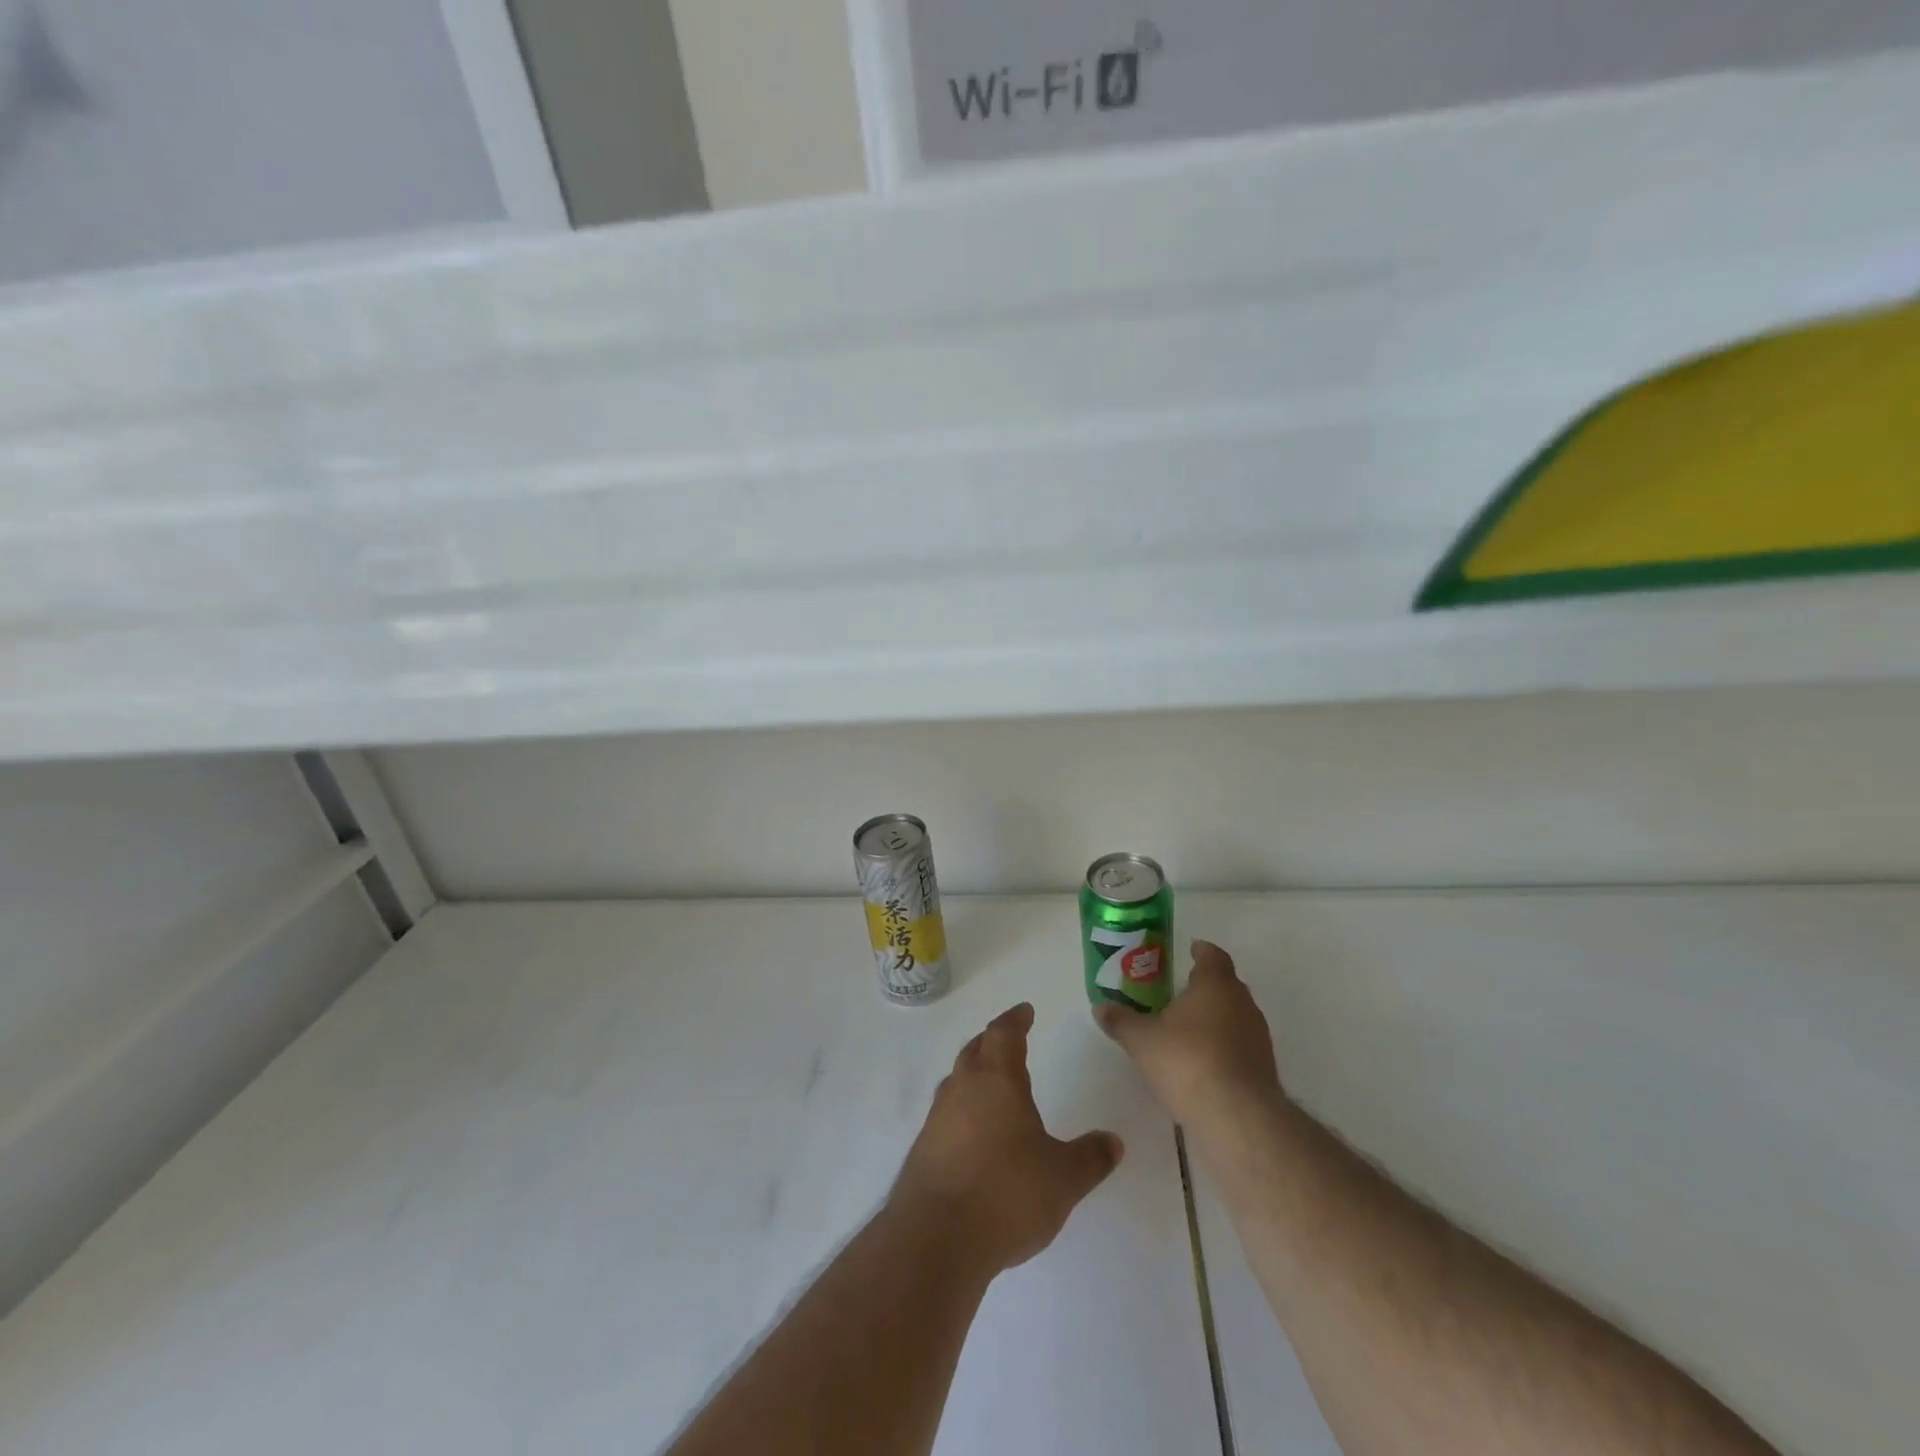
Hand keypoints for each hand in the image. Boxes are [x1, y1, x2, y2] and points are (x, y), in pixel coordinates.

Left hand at [890, 1003, 1123, 1275]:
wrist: (935, 1238)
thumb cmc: (1006, 1193)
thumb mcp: (1063, 1179)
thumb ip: (1090, 1158)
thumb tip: (1114, 1141)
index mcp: (997, 1080)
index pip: (1004, 1034)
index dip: (1016, 1020)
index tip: (1025, 1011)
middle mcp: (963, 1089)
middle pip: (975, 1050)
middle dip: (992, 1041)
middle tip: (1007, 1041)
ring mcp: (938, 1119)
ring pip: (957, 1081)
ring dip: (973, 1075)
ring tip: (991, 1086)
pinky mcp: (924, 1150)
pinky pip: (946, 1115)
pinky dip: (962, 1111)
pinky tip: (973, 1135)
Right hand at [1096, 940, 1282, 1125]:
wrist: (1238, 1117)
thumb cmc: (1187, 1061)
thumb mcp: (1141, 1040)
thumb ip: (1121, 1021)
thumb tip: (1101, 1007)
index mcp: (1216, 985)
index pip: (1213, 956)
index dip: (1201, 951)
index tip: (1190, 950)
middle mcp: (1242, 1003)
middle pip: (1226, 985)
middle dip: (1205, 986)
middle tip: (1179, 991)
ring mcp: (1258, 1037)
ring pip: (1236, 1016)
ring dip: (1216, 1018)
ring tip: (1188, 1028)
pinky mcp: (1264, 1068)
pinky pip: (1241, 1045)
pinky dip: (1224, 1046)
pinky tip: (1203, 1062)